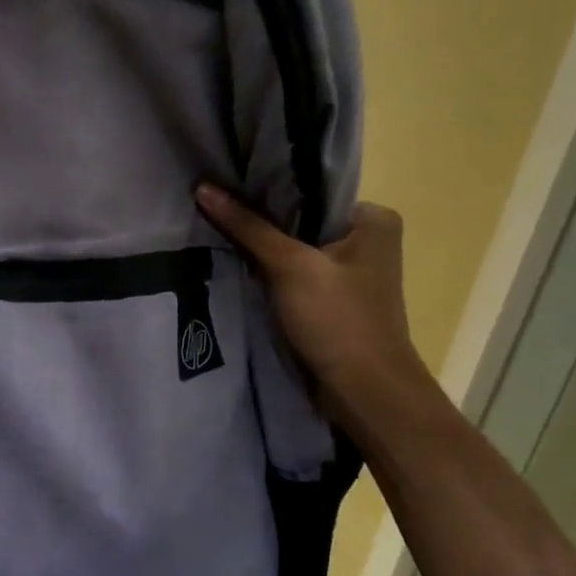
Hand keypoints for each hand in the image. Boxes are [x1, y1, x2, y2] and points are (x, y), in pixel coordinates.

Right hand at [194, 184, 430, 427]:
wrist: (363, 391)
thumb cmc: (338, 320)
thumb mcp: (290, 266)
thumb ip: (247, 226)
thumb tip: (203, 187)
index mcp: (372, 218)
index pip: (310, 190)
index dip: (265, 188)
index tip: (223, 184)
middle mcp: (367, 239)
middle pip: (300, 220)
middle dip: (259, 221)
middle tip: (212, 208)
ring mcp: (351, 273)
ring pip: (295, 249)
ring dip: (261, 249)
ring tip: (213, 233)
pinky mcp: (333, 301)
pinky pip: (295, 275)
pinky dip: (269, 274)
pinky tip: (235, 267)